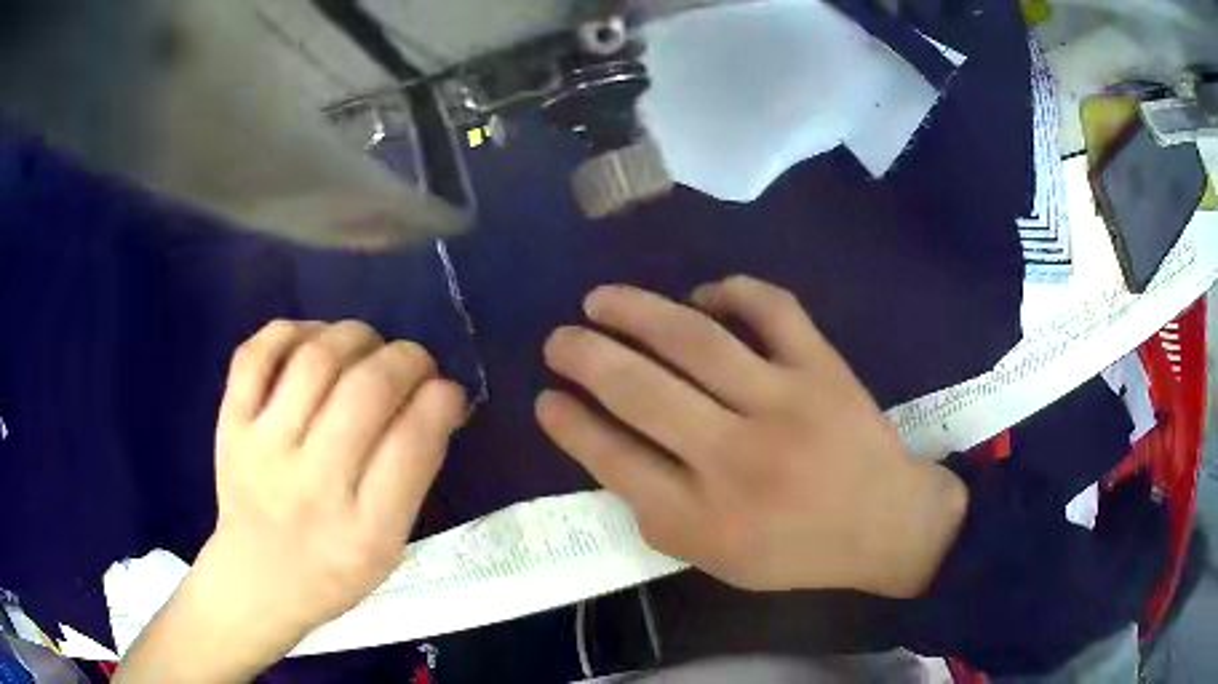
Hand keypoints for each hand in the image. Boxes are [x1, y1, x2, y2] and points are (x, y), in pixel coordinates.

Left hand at [116, 321, 464, 683]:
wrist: (251, 582)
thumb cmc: (327, 578)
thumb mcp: (387, 548)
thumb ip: (411, 476)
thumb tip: (434, 406)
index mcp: (360, 525)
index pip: (413, 435)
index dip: (439, 395)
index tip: (448, 387)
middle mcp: (309, 479)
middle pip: (364, 387)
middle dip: (405, 358)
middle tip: (414, 361)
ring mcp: (257, 444)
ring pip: (313, 357)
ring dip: (353, 337)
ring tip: (365, 345)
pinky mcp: (227, 424)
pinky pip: (256, 353)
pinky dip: (289, 330)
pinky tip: (309, 340)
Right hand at [536, 277, 965, 596]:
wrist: (885, 524)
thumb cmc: (796, 551)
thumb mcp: (716, 559)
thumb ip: (659, 514)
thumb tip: (609, 449)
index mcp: (706, 518)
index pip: (615, 460)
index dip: (569, 425)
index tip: (544, 399)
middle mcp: (738, 458)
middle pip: (642, 392)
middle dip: (585, 358)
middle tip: (558, 340)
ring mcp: (786, 403)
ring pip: (695, 340)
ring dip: (636, 312)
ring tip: (600, 300)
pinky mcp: (823, 367)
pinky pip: (771, 308)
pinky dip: (730, 291)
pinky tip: (702, 295)